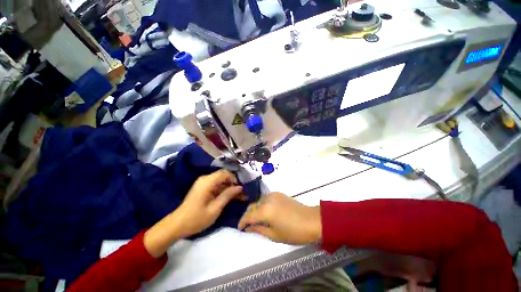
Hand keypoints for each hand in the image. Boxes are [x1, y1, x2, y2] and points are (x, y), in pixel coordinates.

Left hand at [145, 170, 243, 256]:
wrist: (177, 225)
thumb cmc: (196, 218)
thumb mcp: (215, 208)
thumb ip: (228, 195)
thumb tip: (240, 187)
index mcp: (207, 182)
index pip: (225, 173)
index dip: (234, 178)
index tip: (241, 188)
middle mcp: (205, 179)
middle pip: (223, 176)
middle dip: (233, 183)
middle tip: (242, 192)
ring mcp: (203, 183)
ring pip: (220, 180)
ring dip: (229, 187)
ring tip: (239, 196)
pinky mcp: (202, 188)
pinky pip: (216, 185)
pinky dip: (223, 190)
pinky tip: (229, 197)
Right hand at [238, 192, 321, 244]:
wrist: (311, 220)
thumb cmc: (294, 232)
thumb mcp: (274, 235)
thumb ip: (259, 229)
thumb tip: (248, 228)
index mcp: (265, 211)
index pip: (248, 215)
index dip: (242, 222)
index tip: (240, 227)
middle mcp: (267, 199)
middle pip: (252, 206)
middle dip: (247, 215)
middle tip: (247, 224)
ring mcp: (273, 194)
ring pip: (258, 201)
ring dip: (255, 209)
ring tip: (255, 218)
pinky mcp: (278, 193)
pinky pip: (265, 198)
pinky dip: (262, 204)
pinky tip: (265, 211)